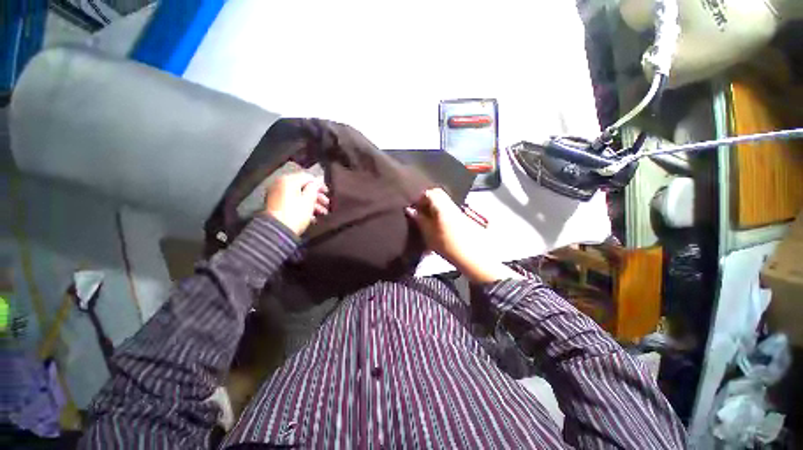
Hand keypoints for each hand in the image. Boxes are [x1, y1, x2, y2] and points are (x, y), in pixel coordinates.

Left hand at [263, 172, 328, 235]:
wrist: (277, 231)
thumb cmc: (296, 213)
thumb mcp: (309, 200)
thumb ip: (314, 188)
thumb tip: (318, 180)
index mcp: (288, 180)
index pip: (308, 177)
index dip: (320, 184)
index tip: (328, 193)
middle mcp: (281, 184)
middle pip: (303, 187)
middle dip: (317, 196)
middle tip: (327, 204)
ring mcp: (277, 195)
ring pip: (299, 196)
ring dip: (312, 203)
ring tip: (323, 213)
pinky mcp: (276, 205)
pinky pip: (292, 202)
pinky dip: (303, 207)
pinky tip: (313, 217)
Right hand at [405, 189, 521, 282]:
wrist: (473, 256)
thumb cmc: (448, 246)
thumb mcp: (429, 234)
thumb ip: (419, 220)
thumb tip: (410, 209)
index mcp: (442, 206)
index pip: (429, 193)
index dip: (419, 198)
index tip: (414, 208)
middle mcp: (451, 204)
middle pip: (438, 194)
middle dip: (427, 200)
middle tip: (419, 212)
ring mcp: (458, 210)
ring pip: (443, 201)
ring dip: (433, 207)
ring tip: (427, 219)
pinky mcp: (462, 217)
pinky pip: (448, 208)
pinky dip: (440, 212)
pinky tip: (437, 224)